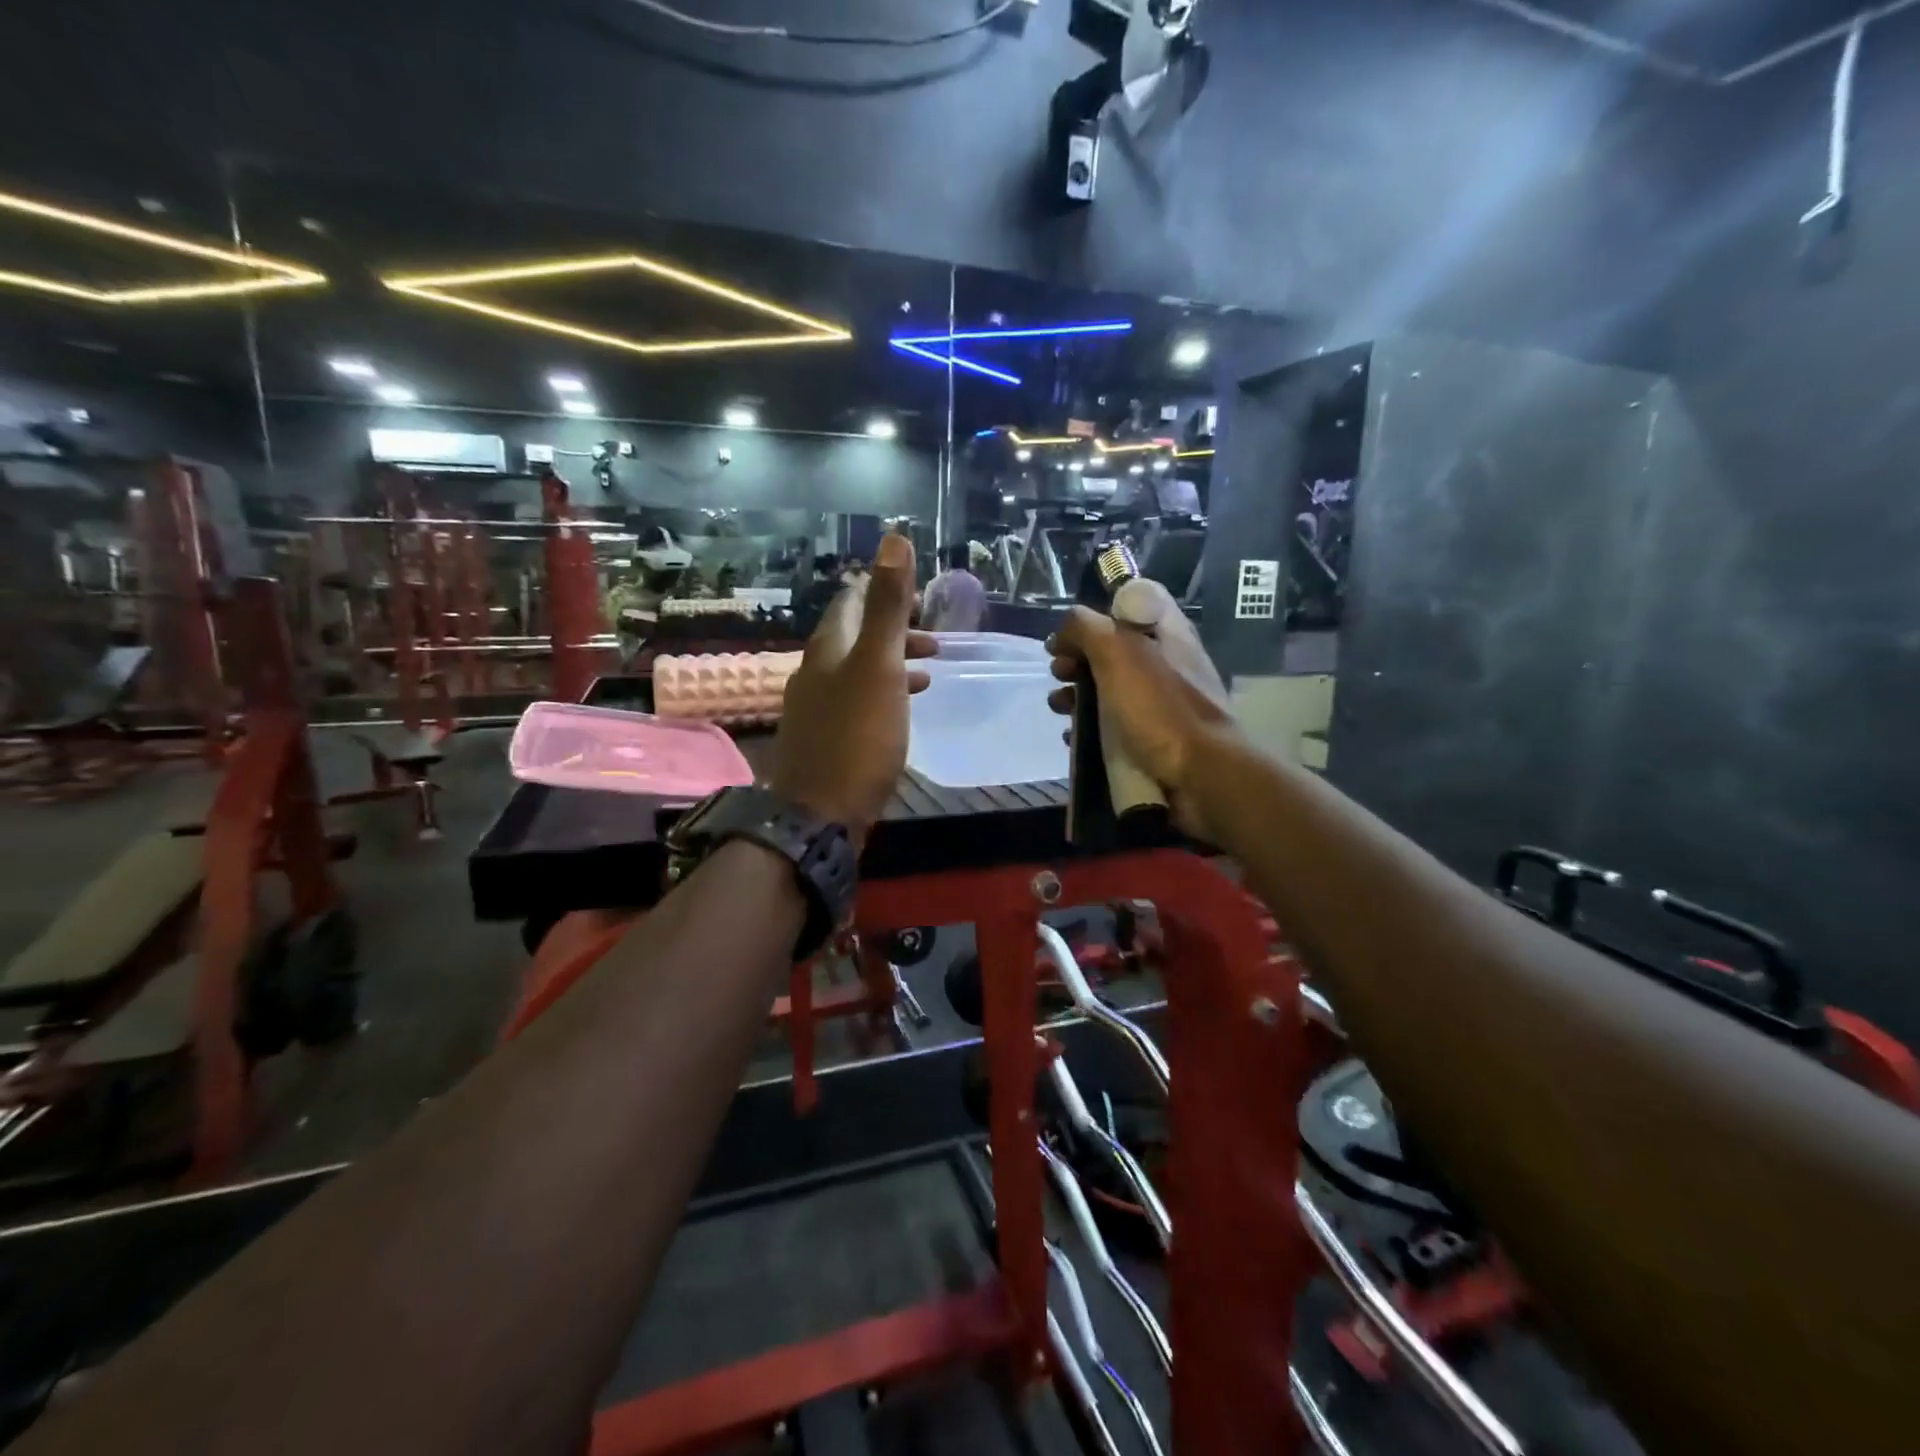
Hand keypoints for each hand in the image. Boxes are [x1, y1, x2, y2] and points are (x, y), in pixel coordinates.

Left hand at [770, 533, 933, 847]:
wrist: (820, 817)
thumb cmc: (856, 738)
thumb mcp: (879, 667)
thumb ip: (888, 606)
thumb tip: (894, 538)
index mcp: (827, 649)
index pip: (850, 601)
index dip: (881, 589)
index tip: (917, 593)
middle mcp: (815, 672)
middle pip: (854, 636)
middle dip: (893, 629)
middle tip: (933, 637)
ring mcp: (816, 708)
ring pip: (857, 670)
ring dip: (892, 662)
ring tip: (930, 669)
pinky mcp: (825, 740)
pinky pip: (856, 702)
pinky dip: (883, 694)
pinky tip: (901, 711)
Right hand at [1046, 578, 1236, 834]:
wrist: (1202, 777)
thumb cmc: (1161, 709)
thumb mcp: (1118, 653)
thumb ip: (1087, 629)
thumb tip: (1065, 631)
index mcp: (1167, 633)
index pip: (1134, 600)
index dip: (1098, 609)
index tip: (1071, 630)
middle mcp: (1166, 662)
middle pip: (1114, 647)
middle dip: (1078, 657)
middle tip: (1059, 671)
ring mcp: (1161, 703)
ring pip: (1109, 688)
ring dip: (1077, 694)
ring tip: (1059, 707)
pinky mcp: (1154, 739)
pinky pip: (1113, 726)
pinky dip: (1089, 728)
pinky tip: (1072, 737)